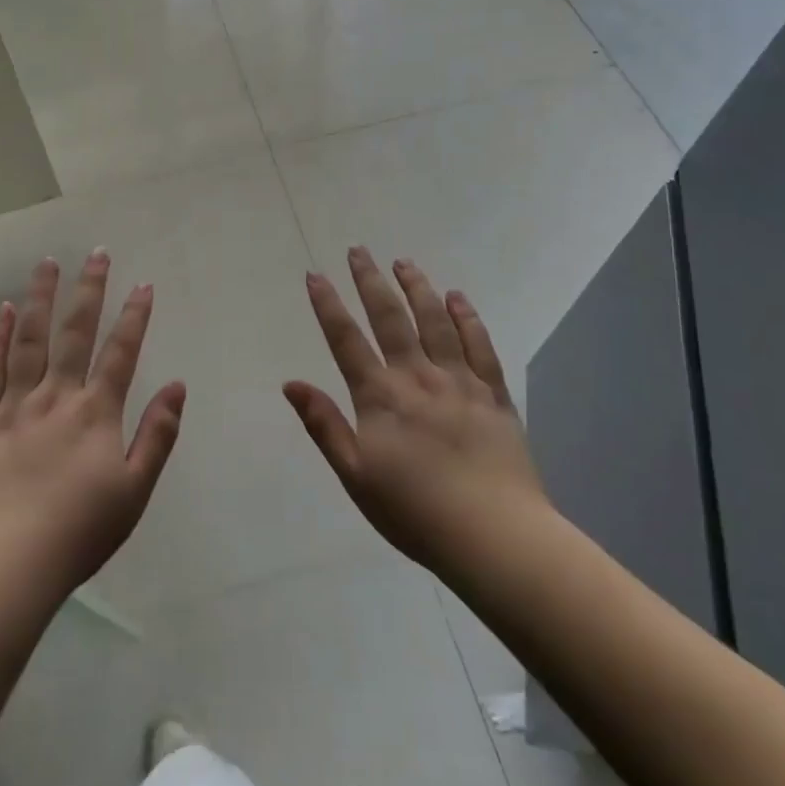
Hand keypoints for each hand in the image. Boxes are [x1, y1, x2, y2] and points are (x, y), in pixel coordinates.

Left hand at [0, 251, 185, 606]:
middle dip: (89, 290)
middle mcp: (56, 398)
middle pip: (75, 333)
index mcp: (96, 413)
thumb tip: (178, 385)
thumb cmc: (81, 531)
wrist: (9, 565)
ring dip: (41, 298)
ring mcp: (16, 407)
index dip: (135, 316)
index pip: (121, 352)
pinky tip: (5, 312)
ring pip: (30, 341)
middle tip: (96, 253)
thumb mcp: (136, 489)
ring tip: (47, 263)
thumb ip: (158, 434)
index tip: (144, 284)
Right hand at [284, 248, 548, 575]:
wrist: (493, 535)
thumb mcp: (355, 475)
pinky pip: (479, 345)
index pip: (346, 340)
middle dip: (371, 281)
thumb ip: (324, 425)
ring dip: (416, 288)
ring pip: (434, 321)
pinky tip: (457, 297)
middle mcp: (417, 377)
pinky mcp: (492, 394)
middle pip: (390, 318)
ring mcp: (459, 381)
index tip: (315, 275)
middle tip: (359, 250)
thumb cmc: (414, 511)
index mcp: (380, 397)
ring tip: (404, 262)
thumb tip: (291, 383)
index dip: (328, 305)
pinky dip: (466, 317)